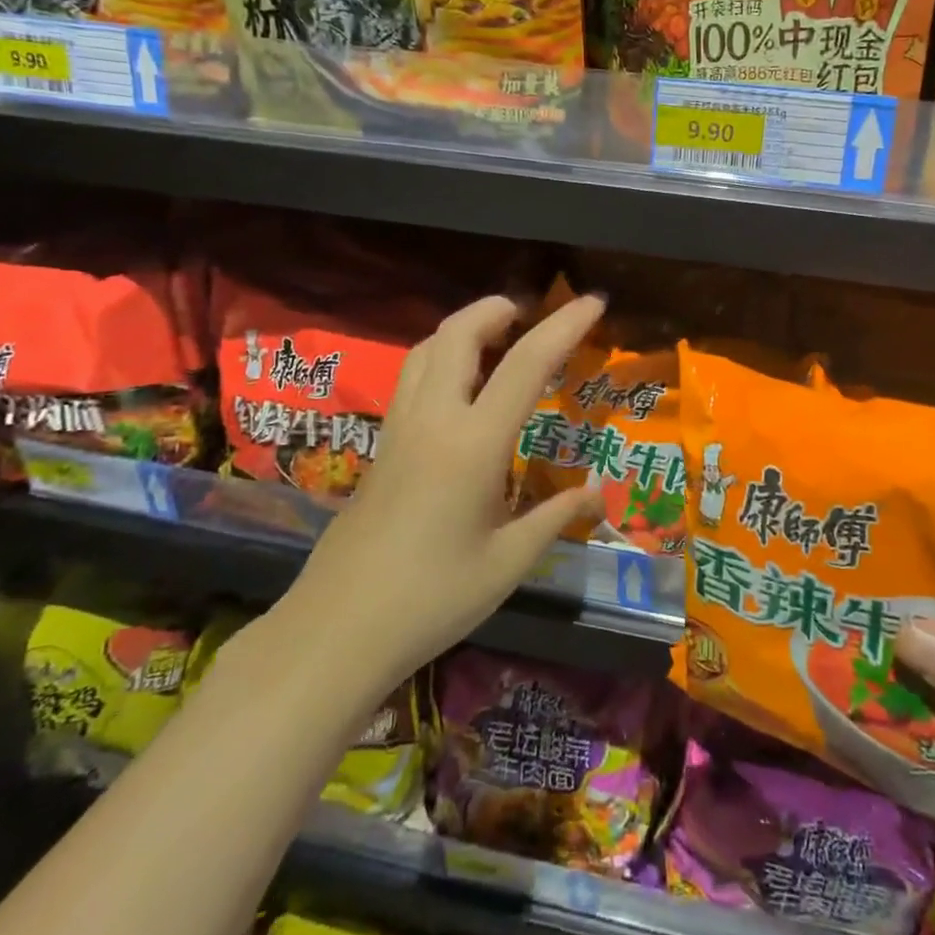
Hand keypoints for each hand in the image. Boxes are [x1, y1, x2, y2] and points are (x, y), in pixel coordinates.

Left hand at [291, 293, 606, 684]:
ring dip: (464, 329)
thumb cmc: (432, 598)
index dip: (565, 326)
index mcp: (473, 444)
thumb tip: (598, 494)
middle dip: (496, 309)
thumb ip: (556, 517)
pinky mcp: (381, 448)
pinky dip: (443, 359)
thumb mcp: (509, 563)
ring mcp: (399, 430)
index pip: (526, 365)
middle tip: (530, 313)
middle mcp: (433, 420)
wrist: (336, 632)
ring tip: (497, 339)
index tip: (594, 302)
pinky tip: (461, 391)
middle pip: (458, 334)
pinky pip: (412, 379)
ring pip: (427, 350)